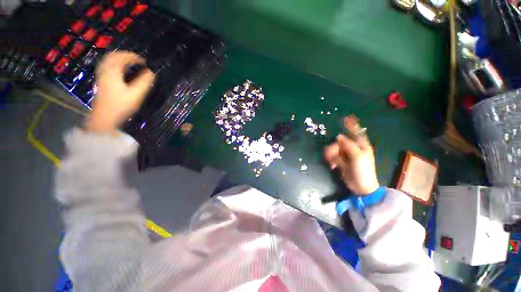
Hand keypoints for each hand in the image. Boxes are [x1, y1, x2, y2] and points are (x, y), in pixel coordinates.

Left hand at [85, 51, 153, 133]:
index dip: (134, 57)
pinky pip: (106, 66)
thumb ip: (145, 82)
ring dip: (119, 59)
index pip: (123, 57)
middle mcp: (104, 71)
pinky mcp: (100, 82)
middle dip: (125, 55)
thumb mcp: (136, 94)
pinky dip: (114, 64)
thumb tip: (152, 72)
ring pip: (108, 61)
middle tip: (136, 60)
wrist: (104, 119)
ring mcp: (100, 76)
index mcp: (112, 72)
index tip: (145, 62)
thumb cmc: (121, 106)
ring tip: (129, 63)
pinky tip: (120, 70)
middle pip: (113, 56)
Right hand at [324, 122, 378, 195]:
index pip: (356, 132)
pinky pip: (332, 156)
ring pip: (334, 148)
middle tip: (332, 155)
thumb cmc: (363, 171)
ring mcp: (346, 155)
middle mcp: (353, 148)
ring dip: (331, 155)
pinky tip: (332, 166)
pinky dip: (330, 160)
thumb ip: (349, 145)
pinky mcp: (340, 161)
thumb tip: (339, 137)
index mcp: (361, 146)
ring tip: (332, 163)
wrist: (361, 187)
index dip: (351, 125)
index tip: (345, 117)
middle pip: (339, 141)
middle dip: (334, 148)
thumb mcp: (358, 157)